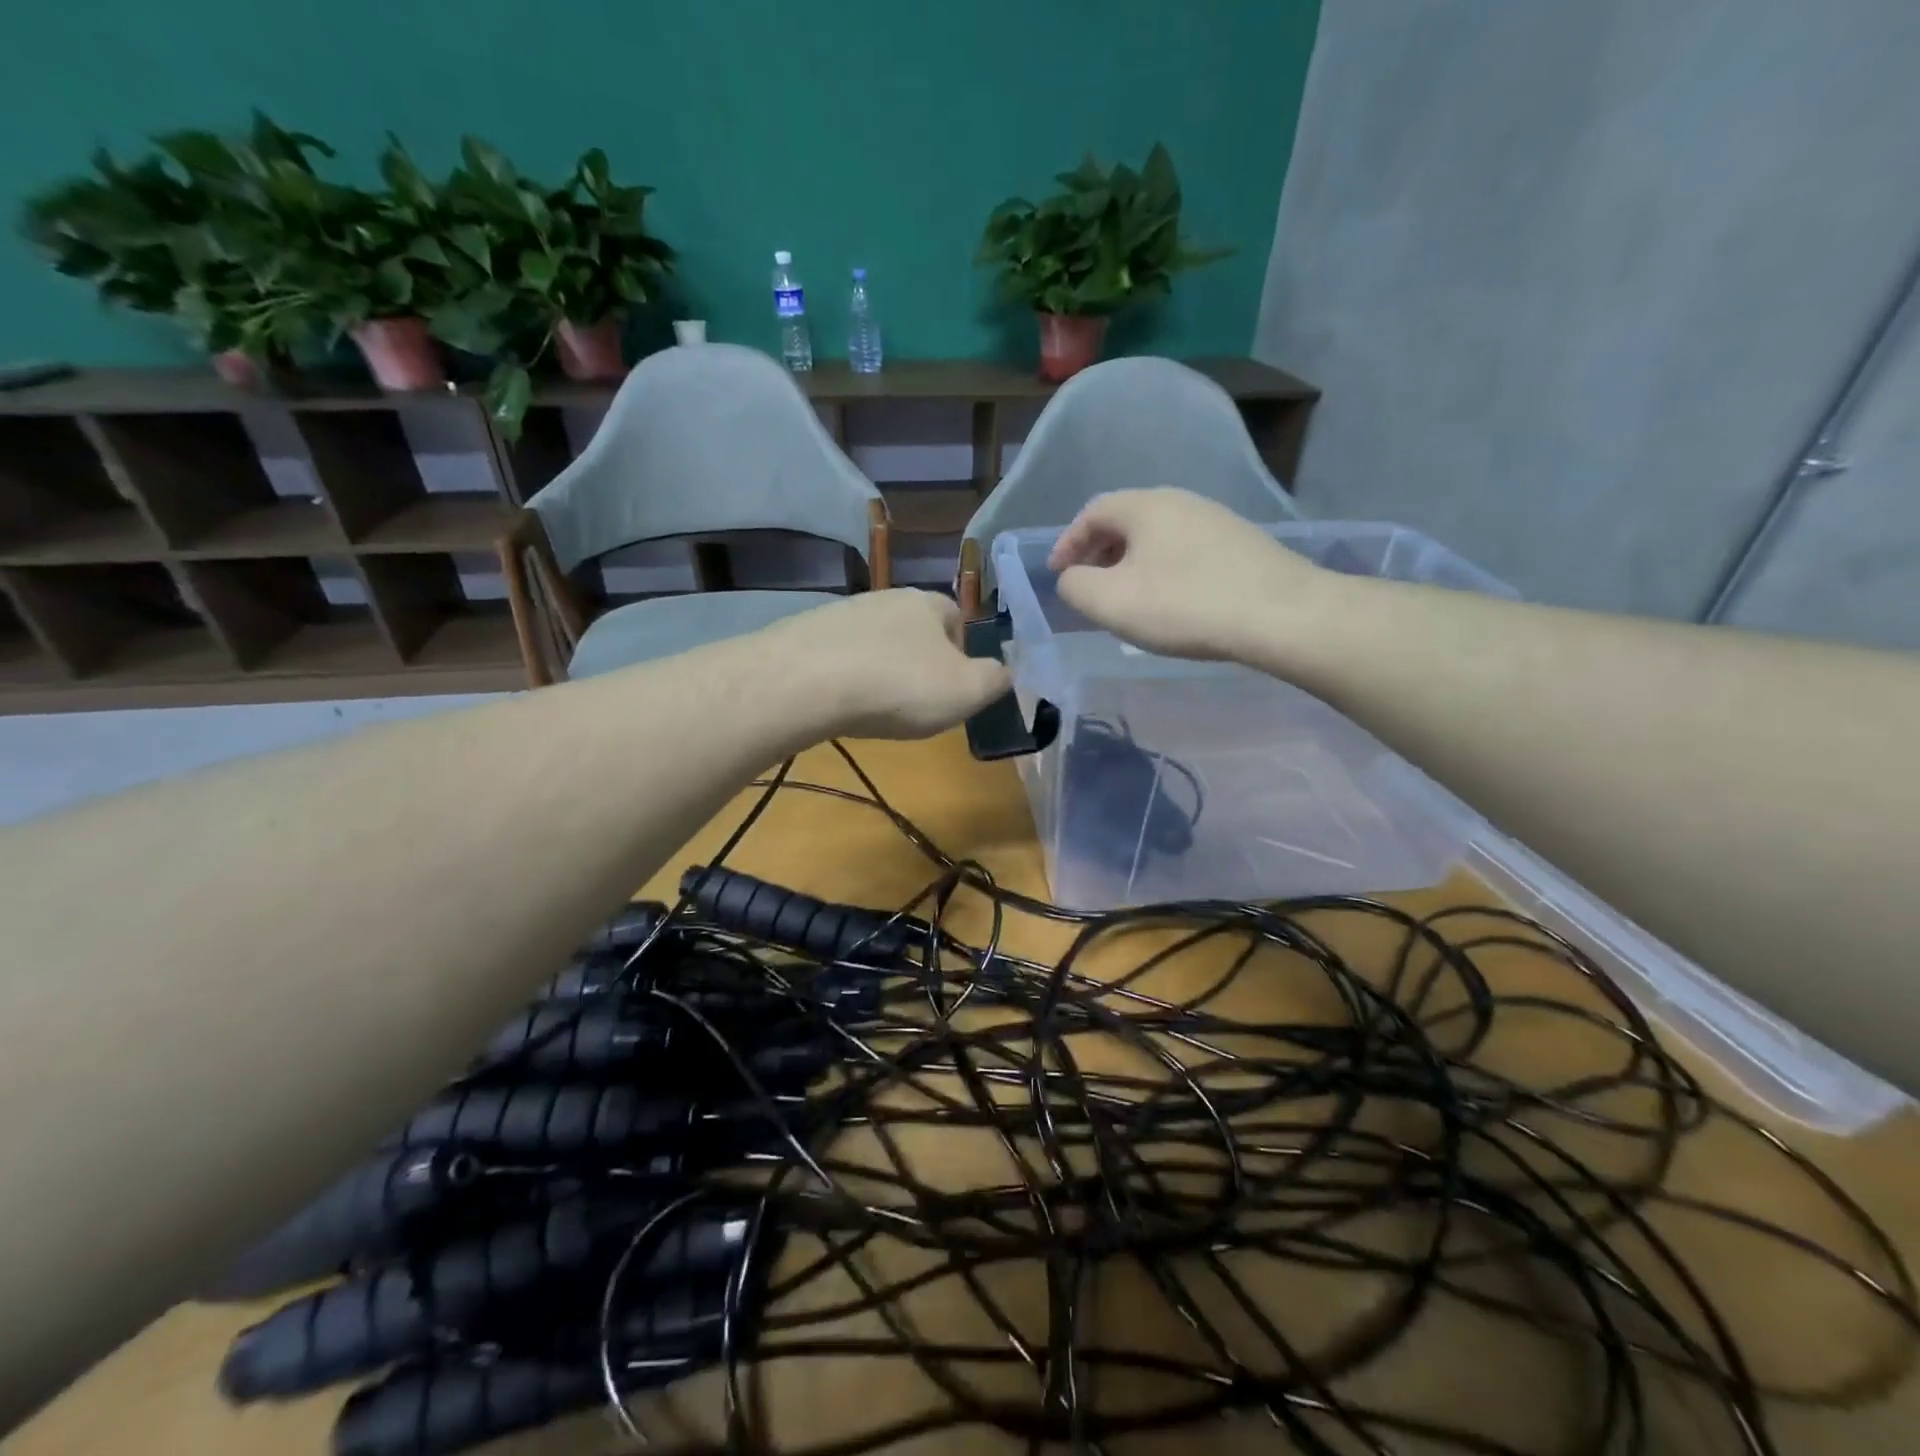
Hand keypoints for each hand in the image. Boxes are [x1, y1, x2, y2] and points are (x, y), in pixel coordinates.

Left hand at [766, 589, 1010, 739]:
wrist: (807, 683)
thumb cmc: (900, 686)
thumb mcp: (967, 691)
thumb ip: (995, 680)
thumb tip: (1005, 672)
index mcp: (929, 603)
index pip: (957, 619)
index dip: (962, 653)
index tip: (954, 688)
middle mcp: (885, 597)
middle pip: (914, 630)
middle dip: (918, 662)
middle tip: (916, 701)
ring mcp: (841, 613)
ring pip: (875, 643)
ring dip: (880, 670)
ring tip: (876, 707)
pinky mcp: (805, 634)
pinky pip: (838, 657)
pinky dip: (845, 678)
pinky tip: (840, 704)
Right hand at [1047, 488, 1329, 663]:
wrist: (1280, 614)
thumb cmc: (1184, 605)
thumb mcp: (1111, 602)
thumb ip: (1075, 587)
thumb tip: (1072, 579)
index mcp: (1145, 506)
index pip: (1092, 513)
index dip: (1067, 543)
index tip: (1056, 574)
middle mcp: (1180, 501)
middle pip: (1125, 521)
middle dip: (1098, 553)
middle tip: (1088, 587)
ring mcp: (1216, 520)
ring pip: (1157, 538)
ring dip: (1131, 564)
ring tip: (1126, 598)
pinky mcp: (1241, 544)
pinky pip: (1184, 551)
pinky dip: (1162, 571)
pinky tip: (1169, 602)